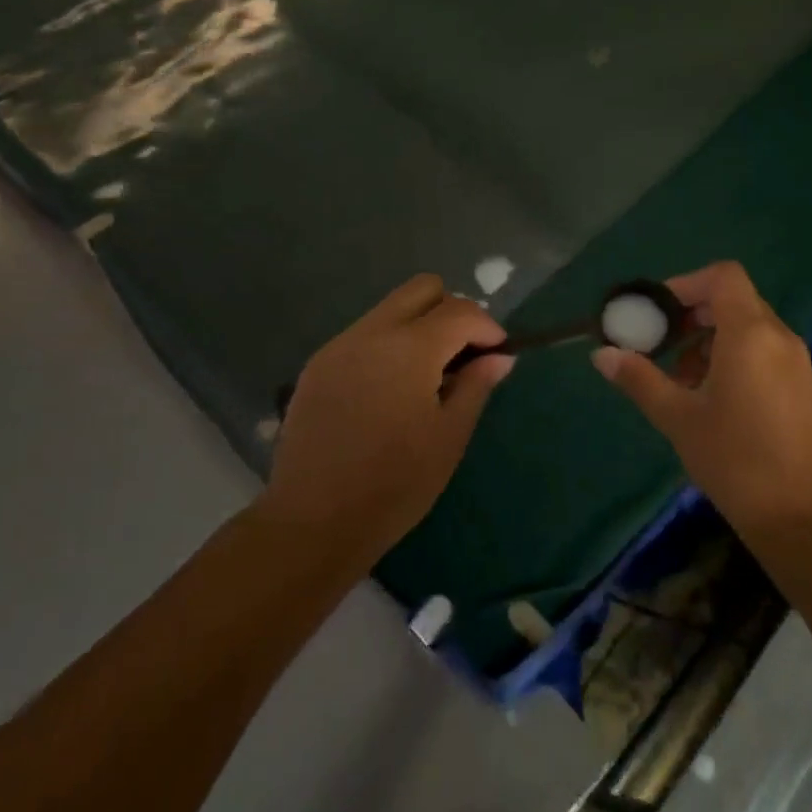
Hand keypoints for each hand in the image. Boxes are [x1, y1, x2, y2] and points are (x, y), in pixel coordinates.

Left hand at [261, 274, 513, 562]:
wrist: (313, 522)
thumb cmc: (395, 484)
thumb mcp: (449, 437)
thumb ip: (476, 385)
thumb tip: (499, 356)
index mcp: (410, 347)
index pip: (460, 310)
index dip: (487, 327)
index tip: (497, 355)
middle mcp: (372, 331)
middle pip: (422, 288)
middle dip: (452, 311)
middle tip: (462, 354)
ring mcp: (339, 345)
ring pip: (391, 308)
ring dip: (419, 326)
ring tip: (428, 376)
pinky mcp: (318, 364)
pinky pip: (364, 334)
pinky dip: (389, 345)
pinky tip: (390, 390)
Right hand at [592, 261, 811, 540]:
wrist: (803, 520)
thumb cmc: (735, 460)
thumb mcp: (678, 417)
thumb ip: (639, 379)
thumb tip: (602, 355)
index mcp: (750, 334)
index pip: (722, 276)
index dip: (685, 284)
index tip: (657, 313)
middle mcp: (779, 337)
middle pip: (733, 299)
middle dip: (692, 315)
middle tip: (660, 345)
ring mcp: (796, 362)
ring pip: (747, 326)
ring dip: (709, 339)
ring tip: (680, 380)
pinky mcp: (803, 386)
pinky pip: (763, 350)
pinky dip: (732, 356)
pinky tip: (711, 399)